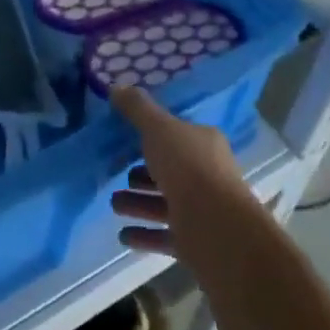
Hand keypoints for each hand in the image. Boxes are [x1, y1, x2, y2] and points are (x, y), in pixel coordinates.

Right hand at [110, 87, 250, 256]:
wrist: (216, 228)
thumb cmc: (188, 168)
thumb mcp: (158, 128)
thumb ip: (137, 109)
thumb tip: (116, 86)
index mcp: (204, 144)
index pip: (178, 136)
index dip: (153, 137)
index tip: (127, 140)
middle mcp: (207, 175)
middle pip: (170, 172)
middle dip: (142, 174)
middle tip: (117, 174)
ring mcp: (202, 211)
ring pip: (164, 204)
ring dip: (137, 203)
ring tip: (113, 204)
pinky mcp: (194, 242)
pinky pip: (164, 235)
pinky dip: (144, 234)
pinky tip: (122, 235)